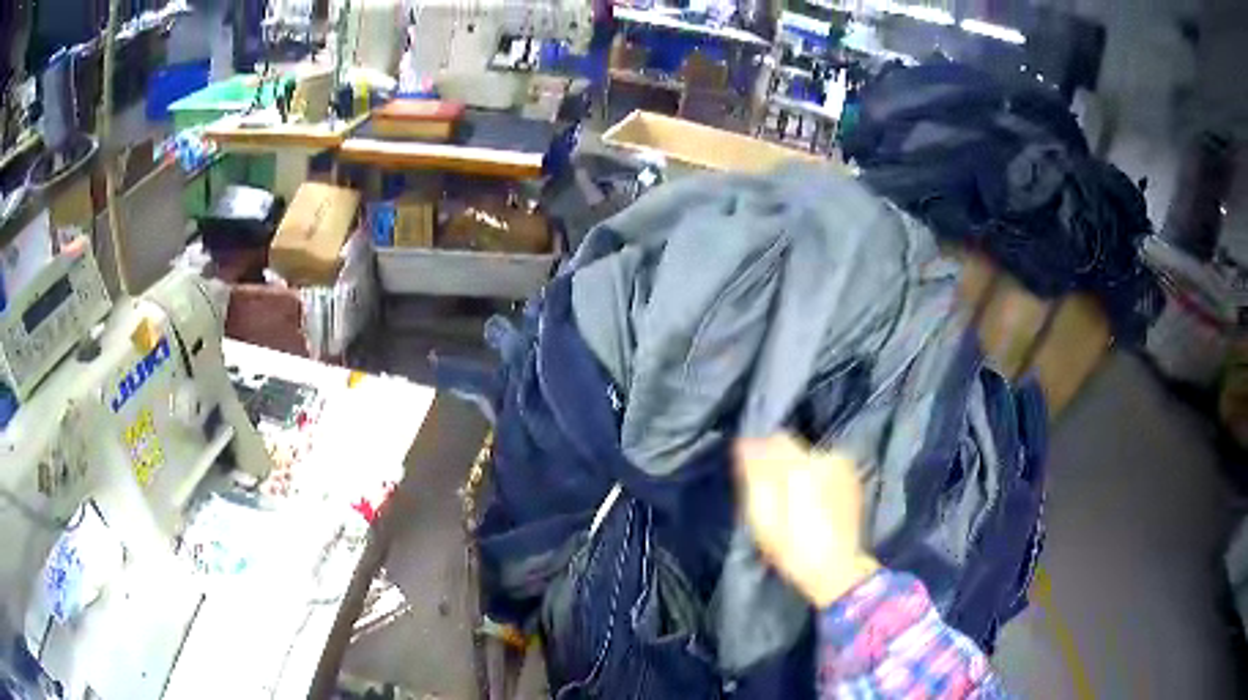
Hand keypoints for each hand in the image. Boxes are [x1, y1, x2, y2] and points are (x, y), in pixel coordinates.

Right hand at [735, 434, 879, 607]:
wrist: (838, 571)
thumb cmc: (793, 549)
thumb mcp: (764, 517)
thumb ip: (756, 476)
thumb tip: (745, 443)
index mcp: (804, 465)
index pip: (776, 440)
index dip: (760, 456)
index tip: (752, 477)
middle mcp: (827, 458)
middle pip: (794, 449)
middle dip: (780, 467)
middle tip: (771, 500)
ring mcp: (844, 468)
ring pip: (809, 459)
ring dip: (798, 474)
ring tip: (792, 507)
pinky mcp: (852, 481)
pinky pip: (825, 470)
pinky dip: (814, 481)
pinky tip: (810, 507)